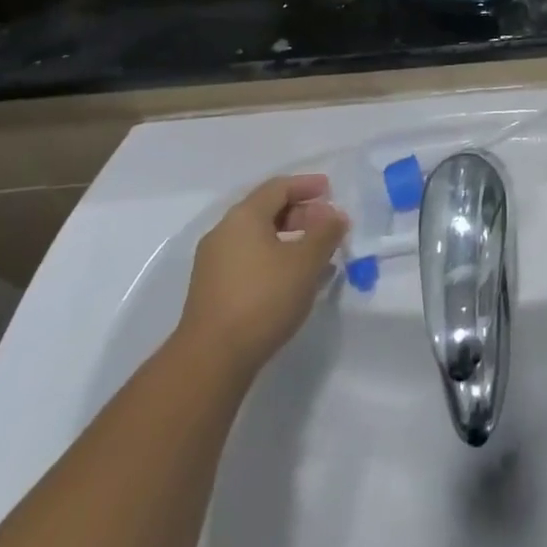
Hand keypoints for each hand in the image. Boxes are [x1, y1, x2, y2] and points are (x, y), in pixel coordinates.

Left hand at [174, 175, 348, 377]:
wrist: (211, 360)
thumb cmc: (263, 299)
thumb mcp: (306, 262)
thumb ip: (325, 233)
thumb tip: (336, 216)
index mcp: (244, 217)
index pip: (279, 187)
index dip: (307, 185)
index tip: (331, 191)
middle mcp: (224, 232)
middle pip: (267, 210)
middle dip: (301, 214)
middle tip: (327, 225)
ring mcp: (214, 263)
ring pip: (259, 238)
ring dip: (290, 239)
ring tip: (317, 255)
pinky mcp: (213, 290)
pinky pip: (250, 260)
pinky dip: (275, 259)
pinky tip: (294, 280)